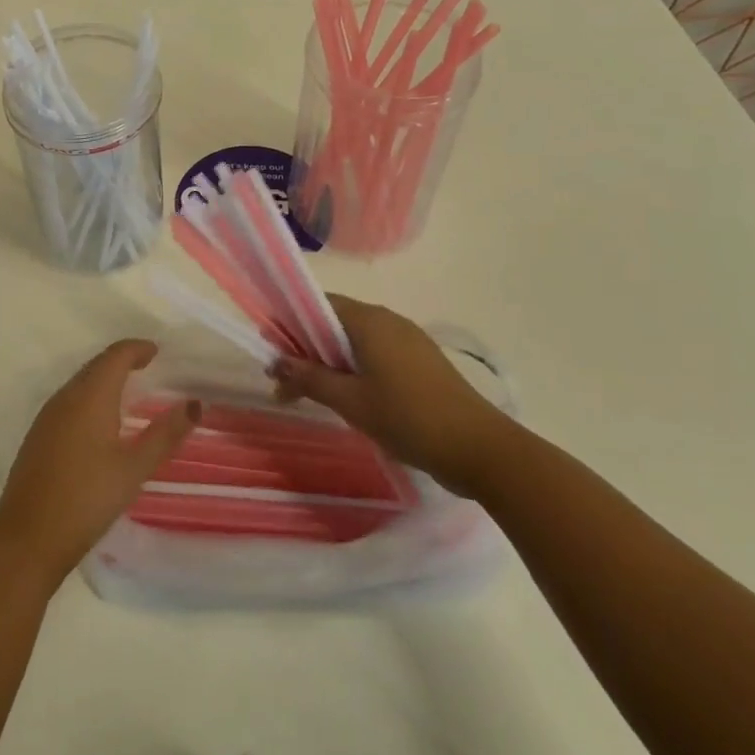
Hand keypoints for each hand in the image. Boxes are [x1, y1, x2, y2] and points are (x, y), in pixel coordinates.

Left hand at [0, 339, 198, 583]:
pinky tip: (99, 420)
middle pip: (96, 365)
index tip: (157, 351)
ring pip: (80, 382)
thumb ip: (164, 435)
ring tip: (128, 390)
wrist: (28, 537)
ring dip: (104, 378)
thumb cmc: (87, 499)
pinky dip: (89, 396)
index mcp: (90, 396)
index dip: (136, 348)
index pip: (115, 356)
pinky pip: (68, 400)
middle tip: (147, 365)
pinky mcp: (38, 435)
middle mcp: (66, 396)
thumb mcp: (133, 469)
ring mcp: (47, 415)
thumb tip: (194, 404)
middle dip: (121, 360)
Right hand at [271, 294, 515, 496]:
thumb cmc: (409, 418)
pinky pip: (376, 353)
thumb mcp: (351, 401)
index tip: (272, 351)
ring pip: (356, 340)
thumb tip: (275, 359)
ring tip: (314, 395)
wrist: (482, 450)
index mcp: (368, 320)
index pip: (317, 304)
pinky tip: (351, 399)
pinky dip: (355, 369)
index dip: (290, 323)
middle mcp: (388, 320)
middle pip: (335, 322)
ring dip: (330, 362)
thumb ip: (310, 377)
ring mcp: (408, 340)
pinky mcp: (422, 361)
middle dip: (307, 348)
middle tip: (286, 382)